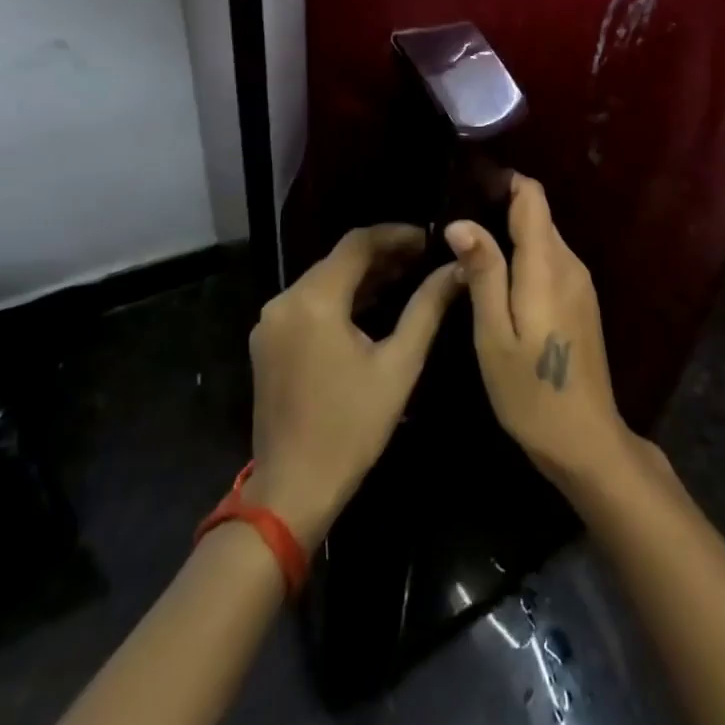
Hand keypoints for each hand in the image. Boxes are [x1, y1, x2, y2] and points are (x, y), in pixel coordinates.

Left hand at [247, 225, 460, 550]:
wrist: (292, 490)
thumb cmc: (352, 428)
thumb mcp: (399, 365)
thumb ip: (428, 308)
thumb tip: (457, 268)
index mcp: (314, 300)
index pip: (358, 242)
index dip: (396, 234)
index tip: (431, 238)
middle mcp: (284, 300)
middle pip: (339, 259)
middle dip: (382, 254)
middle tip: (424, 259)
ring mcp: (270, 321)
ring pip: (323, 280)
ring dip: (363, 276)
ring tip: (406, 278)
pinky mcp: (267, 341)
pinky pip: (308, 302)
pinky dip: (340, 297)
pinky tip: (371, 306)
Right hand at [444, 175, 638, 493]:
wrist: (586, 441)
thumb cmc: (531, 391)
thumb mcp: (493, 335)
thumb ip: (483, 273)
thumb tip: (462, 222)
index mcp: (547, 265)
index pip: (533, 198)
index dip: (504, 182)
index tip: (469, 186)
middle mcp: (570, 264)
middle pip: (538, 216)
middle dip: (501, 209)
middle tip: (457, 227)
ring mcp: (580, 283)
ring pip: (544, 238)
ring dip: (511, 236)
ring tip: (470, 253)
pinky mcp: (582, 301)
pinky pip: (550, 261)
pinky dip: (525, 259)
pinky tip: (499, 282)